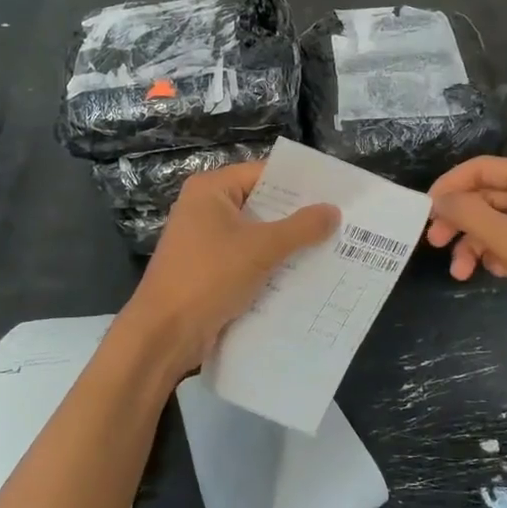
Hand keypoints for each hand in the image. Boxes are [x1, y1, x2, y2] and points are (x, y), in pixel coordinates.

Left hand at [127, 160, 338, 375]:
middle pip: (262, 204)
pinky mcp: (210, 271)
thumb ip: (301, 227)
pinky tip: (306, 275)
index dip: (300, 183)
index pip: (264, 174)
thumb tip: (334, 210)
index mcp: (211, 190)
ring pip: (257, 236)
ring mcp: (205, 242)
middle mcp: (205, 209)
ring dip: (288, 245)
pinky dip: (272, 266)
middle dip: (298, 216)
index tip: (337, 192)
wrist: (164, 334)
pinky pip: (248, 261)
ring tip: (333, 247)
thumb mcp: (261, 248)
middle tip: (342, 221)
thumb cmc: (209, 277)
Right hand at [426, 157, 506, 350]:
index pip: (482, 168)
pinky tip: (496, 273)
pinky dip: (500, 252)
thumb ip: (470, 215)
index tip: (425, 212)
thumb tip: (438, 200)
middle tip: (436, 244)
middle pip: (489, 196)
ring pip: (500, 222)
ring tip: (461, 273)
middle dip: (461, 220)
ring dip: (477, 243)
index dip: (450, 187)